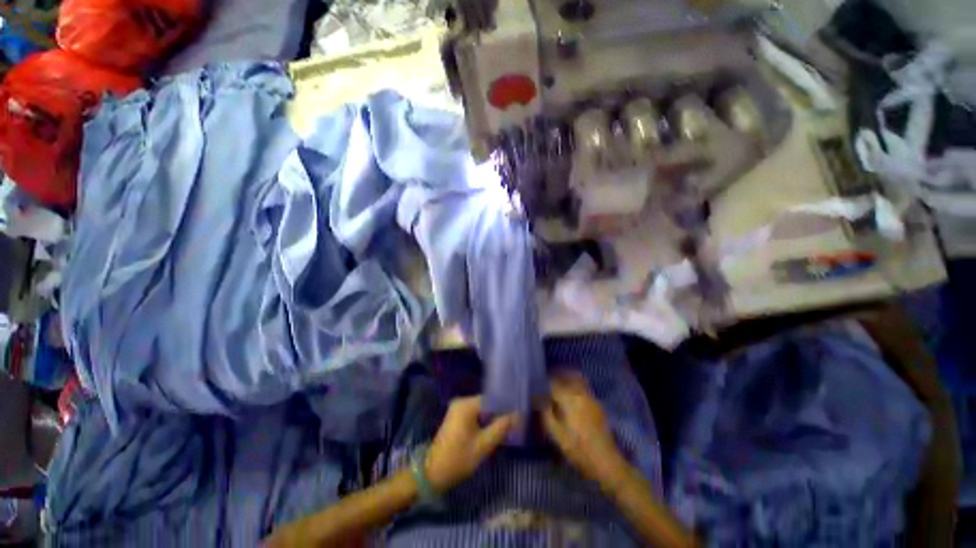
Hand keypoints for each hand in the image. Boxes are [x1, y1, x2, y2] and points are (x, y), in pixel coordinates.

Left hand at [426, 396, 517, 491]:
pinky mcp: (456, 417)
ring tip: (506, 428)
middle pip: (487, 403)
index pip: (493, 399)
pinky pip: (475, 415)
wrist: (432, 473)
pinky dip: (484, 422)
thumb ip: (502, 427)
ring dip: (492, 418)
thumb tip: (518, 414)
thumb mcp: (484, 444)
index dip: (506, 406)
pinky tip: (492, 431)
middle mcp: (462, 402)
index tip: (518, 415)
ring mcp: (457, 409)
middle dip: (499, 413)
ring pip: (482, 410)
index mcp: (467, 404)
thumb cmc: (459, 458)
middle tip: (514, 424)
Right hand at [541, 372, 624, 486]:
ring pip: (578, 380)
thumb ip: (546, 413)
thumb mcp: (556, 434)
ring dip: (568, 379)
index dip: (544, 384)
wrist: (606, 461)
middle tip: (548, 383)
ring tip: (559, 388)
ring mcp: (591, 398)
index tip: (538, 388)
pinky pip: (584, 388)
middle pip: (568, 376)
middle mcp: (581, 393)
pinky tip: (571, 398)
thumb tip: (540, 400)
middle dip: (557, 377)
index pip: (554, 383)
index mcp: (569, 398)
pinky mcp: (597, 405)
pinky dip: (576, 386)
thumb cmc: (577, 449)